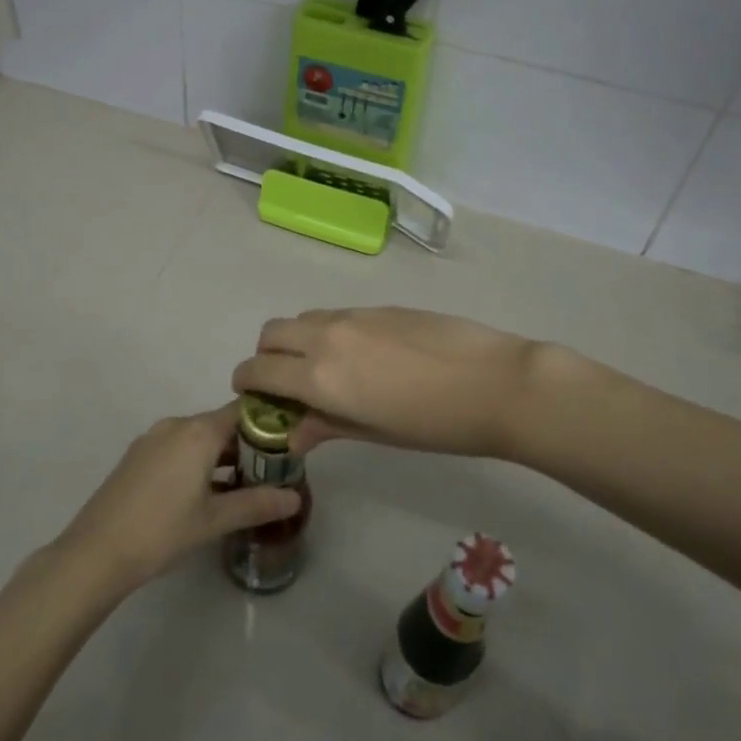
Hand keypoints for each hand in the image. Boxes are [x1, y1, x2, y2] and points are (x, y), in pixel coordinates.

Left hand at [50, 404, 301, 599]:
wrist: (96, 552)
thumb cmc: (162, 531)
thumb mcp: (214, 520)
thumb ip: (256, 504)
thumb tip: (295, 498)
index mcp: (198, 432)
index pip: (243, 411)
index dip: (268, 423)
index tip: (288, 444)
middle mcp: (176, 425)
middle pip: (221, 423)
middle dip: (246, 444)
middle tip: (270, 472)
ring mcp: (152, 438)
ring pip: (198, 437)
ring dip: (220, 455)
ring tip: (242, 485)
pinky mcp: (137, 456)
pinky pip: (177, 447)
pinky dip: (196, 461)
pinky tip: (204, 492)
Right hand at [232, 307, 548, 459]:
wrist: (495, 382)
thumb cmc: (435, 424)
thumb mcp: (374, 433)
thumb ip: (325, 426)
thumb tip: (292, 434)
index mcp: (319, 377)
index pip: (258, 371)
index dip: (245, 383)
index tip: (252, 396)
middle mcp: (325, 338)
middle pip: (271, 334)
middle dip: (266, 357)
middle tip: (286, 382)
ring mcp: (352, 317)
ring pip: (303, 319)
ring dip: (297, 340)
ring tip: (324, 367)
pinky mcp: (378, 307)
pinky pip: (334, 314)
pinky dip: (327, 331)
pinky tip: (361, 355)